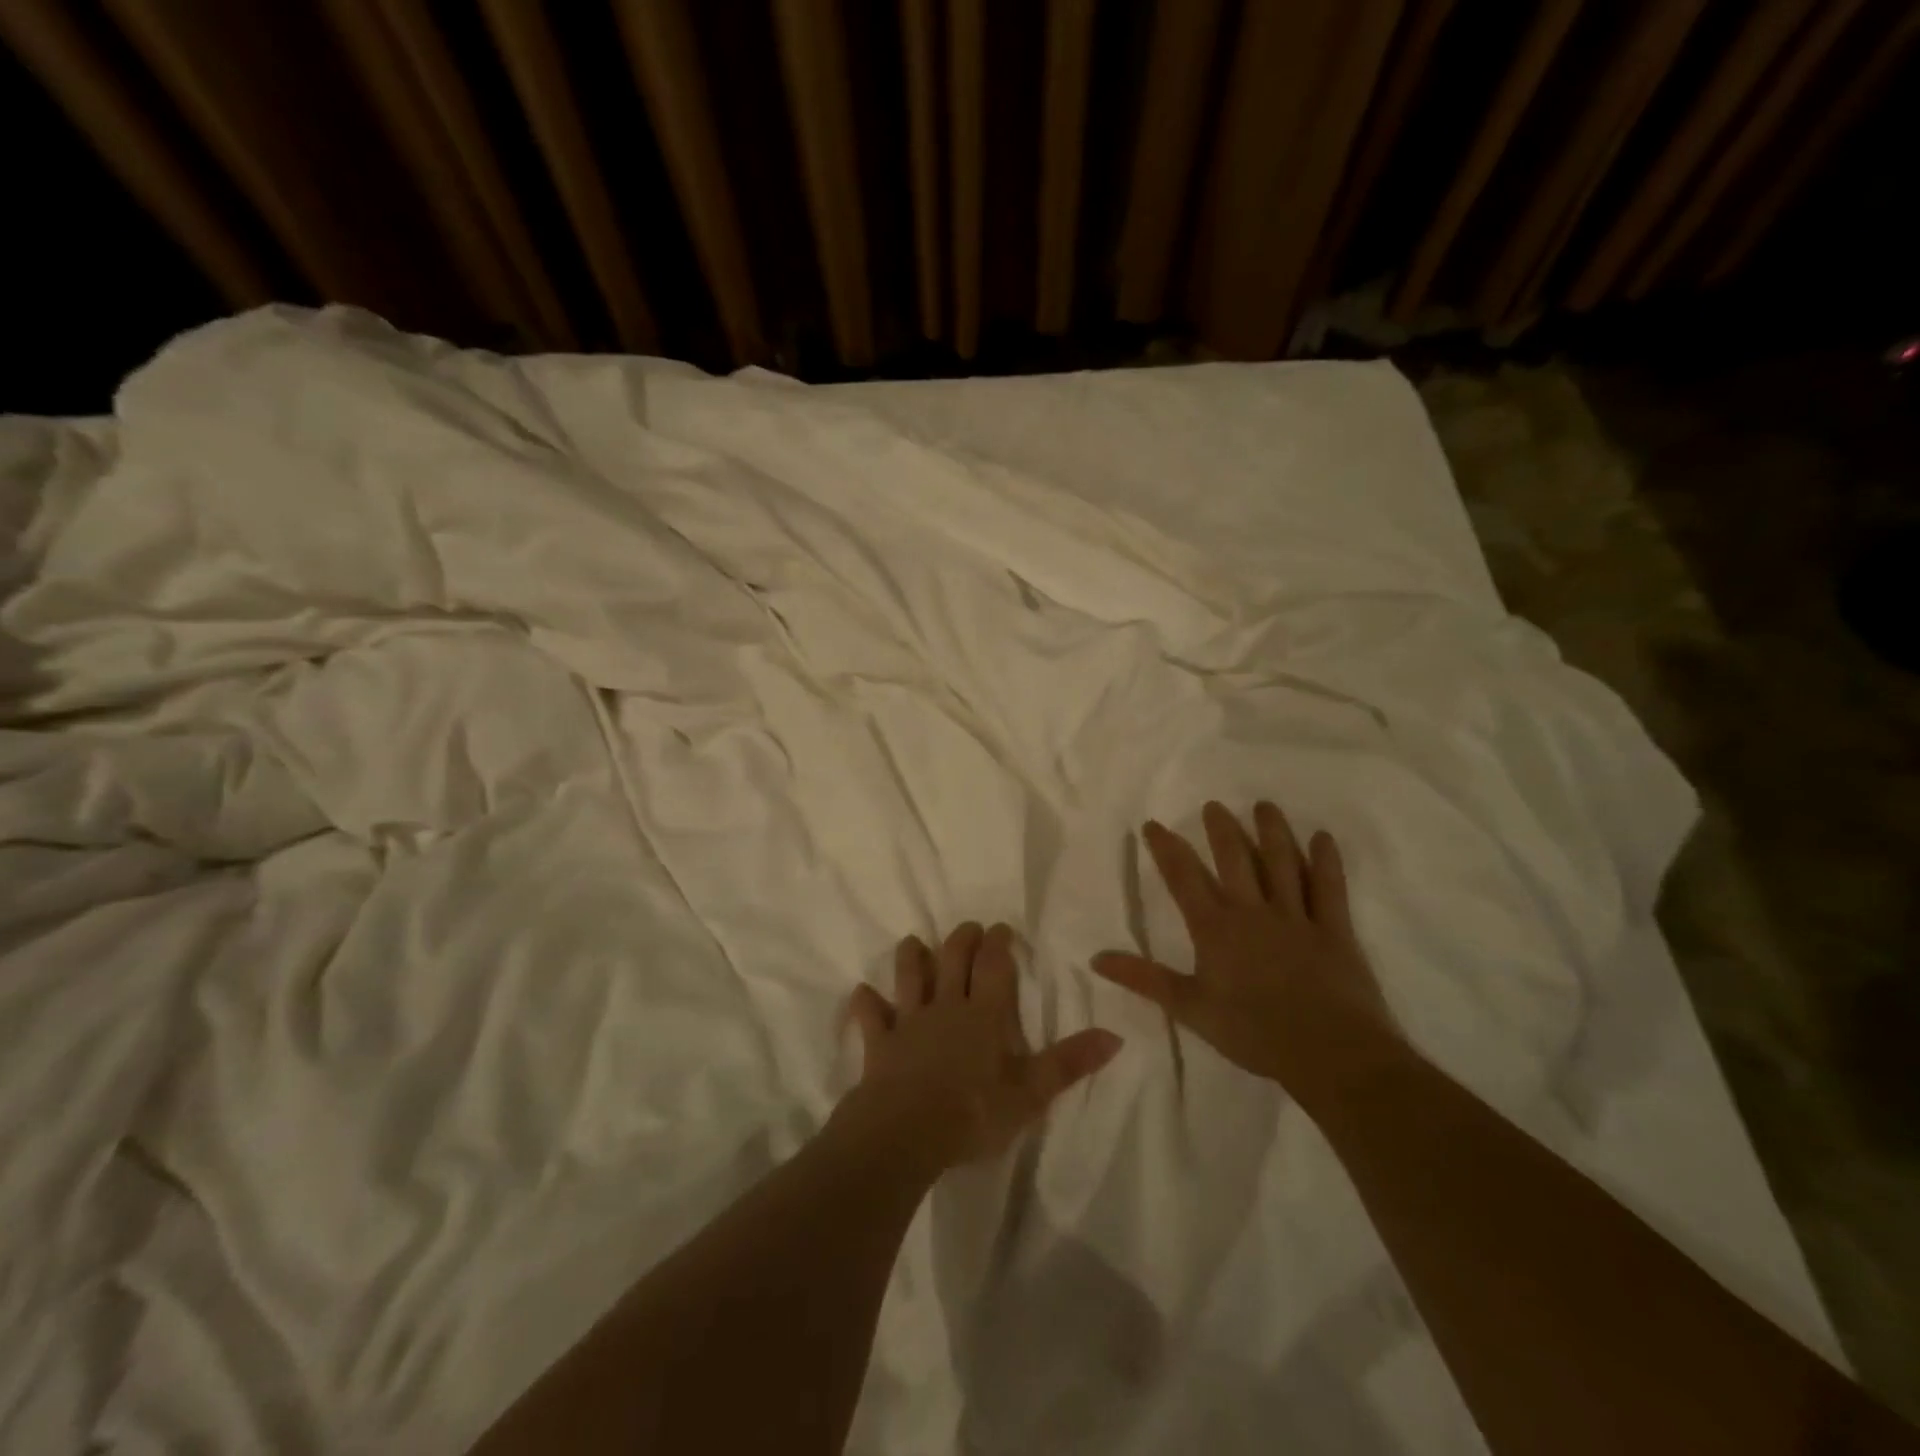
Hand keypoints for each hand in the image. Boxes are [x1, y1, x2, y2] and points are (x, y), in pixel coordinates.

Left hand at [844, 922, 1121, 1171]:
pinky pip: (870, 1017)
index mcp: (983, 1015)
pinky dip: (866, 1005)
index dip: (998, 944)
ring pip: (909, 978)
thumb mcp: (1030, 1094)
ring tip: (913, 942)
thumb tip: (1115, 1036)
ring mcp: (909, 1022)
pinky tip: (862, 994)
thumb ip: (1069, 1063)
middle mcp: (946, 1007)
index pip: (994, 967)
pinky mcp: (879, 1043)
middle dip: (961, 939)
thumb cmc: (973, 1113)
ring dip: (911, 958)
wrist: (906, 1132)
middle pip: (952, 960)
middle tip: (968, 928)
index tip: (1000, 927)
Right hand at [1091, 801, 1398, 1101]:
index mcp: (1215, 927)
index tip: (1153, 824)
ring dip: (1272, 832)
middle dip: (1220, 829)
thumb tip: (1095, 958)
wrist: (1329, 1053)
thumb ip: (1144, 979)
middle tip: (1213, 805)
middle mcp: (1252, 911)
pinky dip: (1326, 861)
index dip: (1166, 849)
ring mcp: (1296, 916)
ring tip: (1264, 806)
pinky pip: (1329, 888)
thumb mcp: (1189, 1008)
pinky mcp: (1333, 929)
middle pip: (1234, 859)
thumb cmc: (1253, 1032)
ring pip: (1282, 863)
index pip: (1183, 878)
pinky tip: (1322, 837)